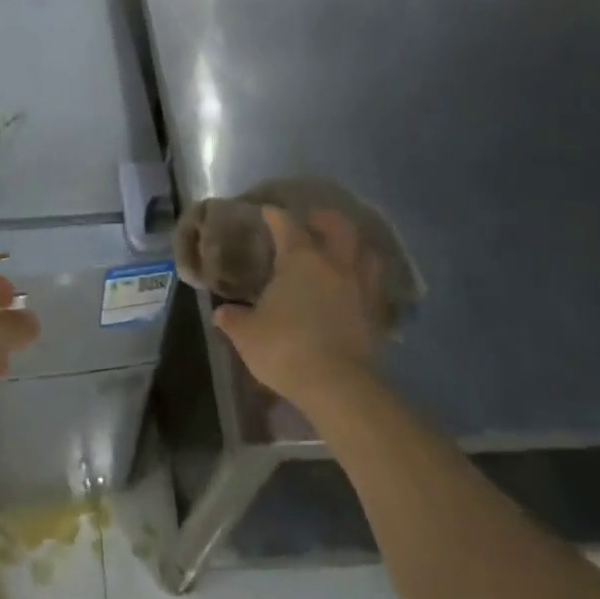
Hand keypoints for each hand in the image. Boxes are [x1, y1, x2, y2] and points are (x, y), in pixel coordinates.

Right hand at [213, 206, 387, 411]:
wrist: (336, 385)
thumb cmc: (285, 348)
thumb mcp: (246, 334)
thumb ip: (234, 318)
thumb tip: (222, 312)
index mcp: (300, 259)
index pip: (287, 225)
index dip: (275, 216)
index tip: (267, 212)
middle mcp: (335, 264)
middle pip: (339, 228)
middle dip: (326, 219)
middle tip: (313, 221)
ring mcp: (361, 288)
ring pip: (367, 254)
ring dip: (355, 247)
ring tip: (342, 251)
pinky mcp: (377, 314)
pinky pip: (374, 286)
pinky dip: (364, 280)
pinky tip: (353, 288)